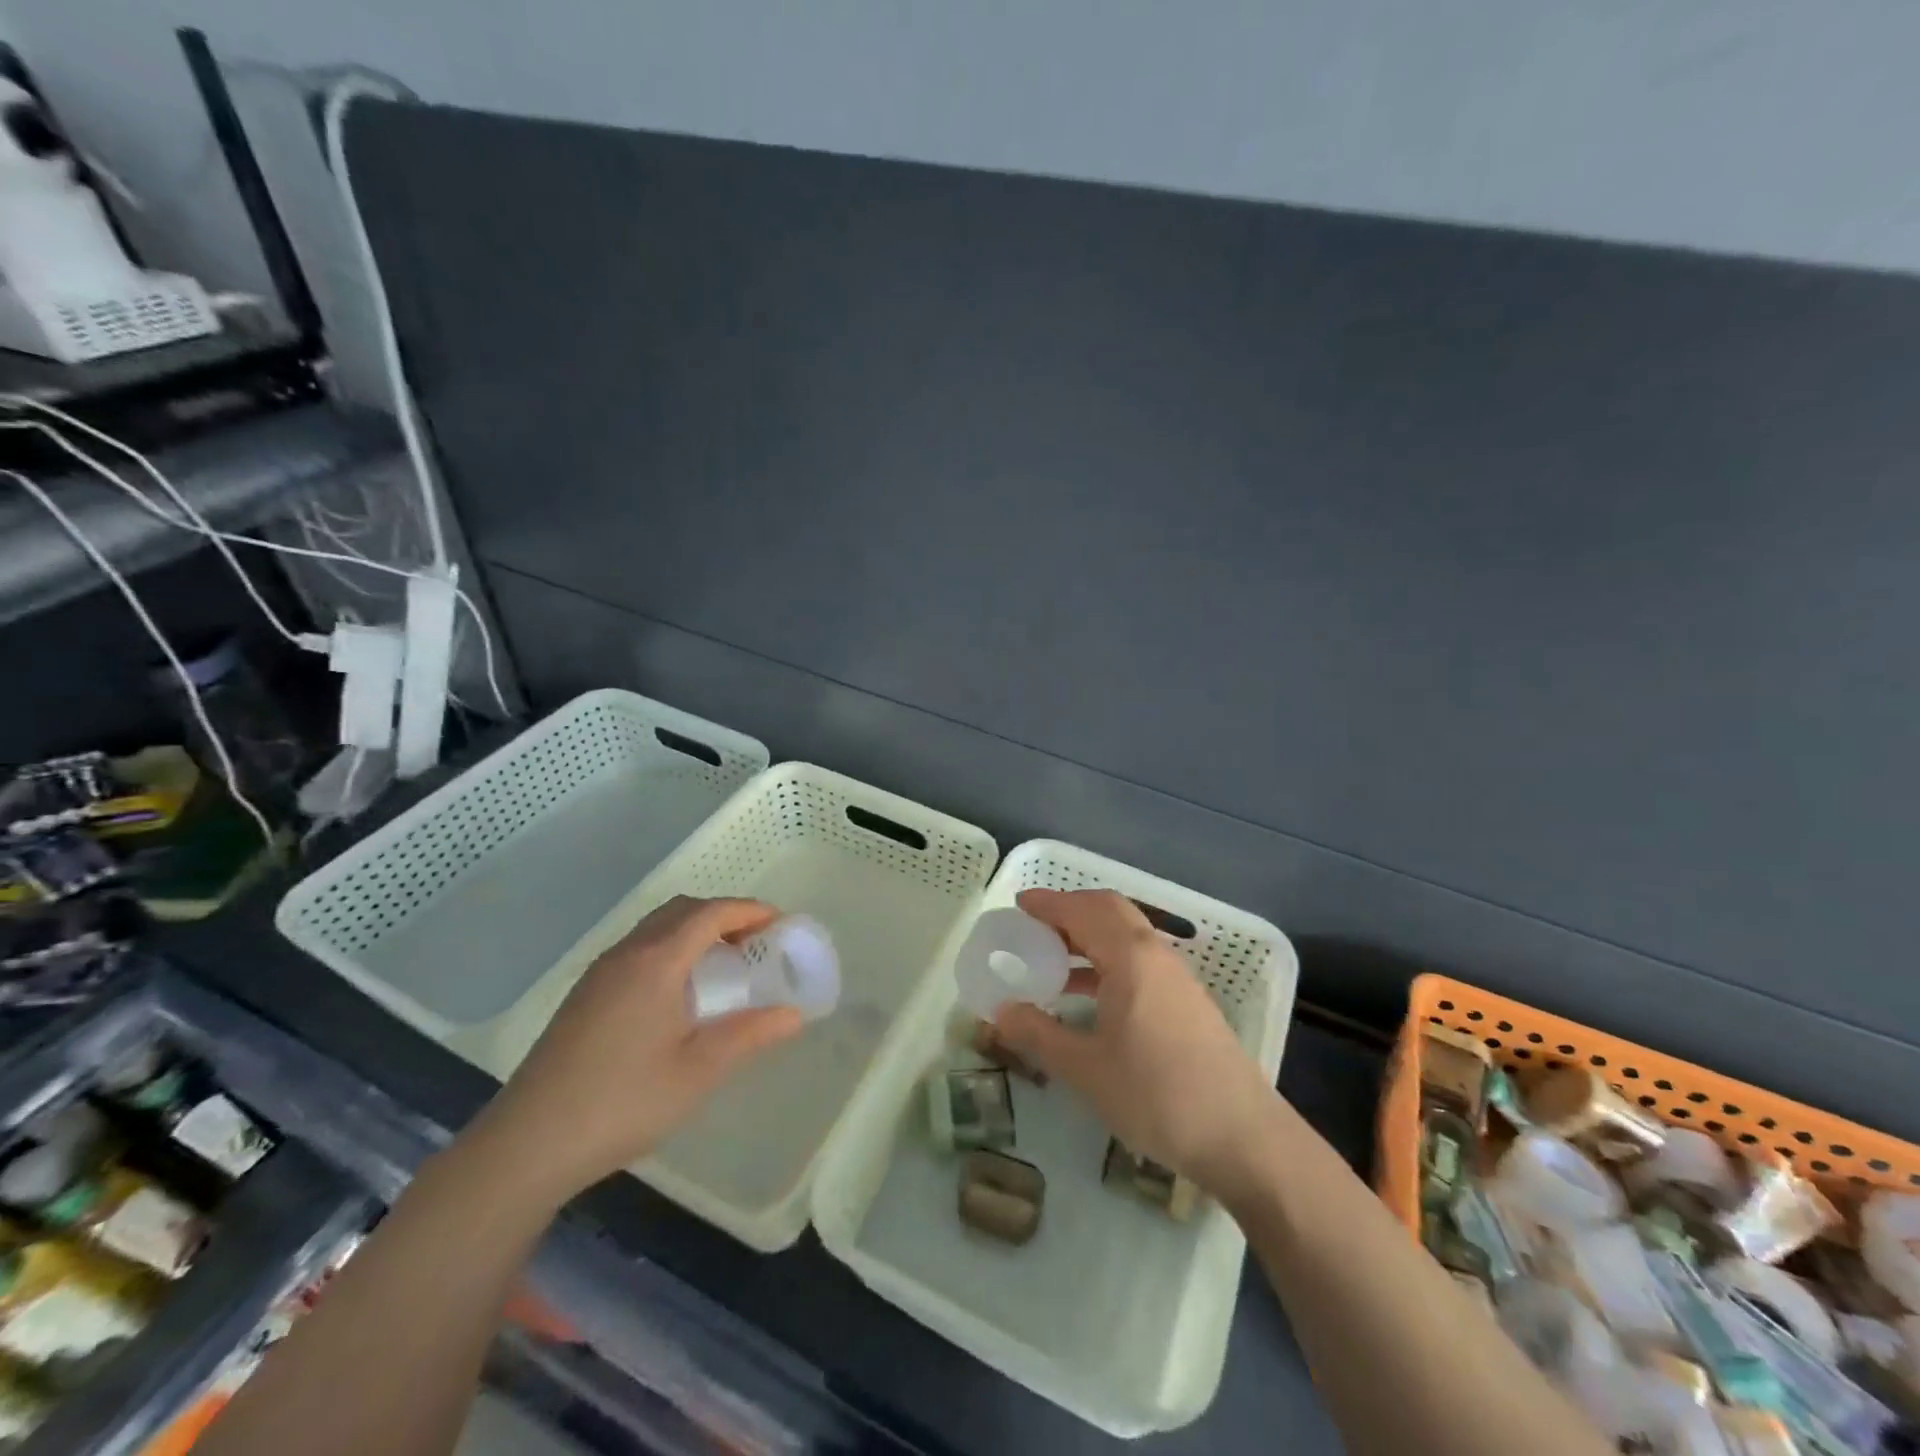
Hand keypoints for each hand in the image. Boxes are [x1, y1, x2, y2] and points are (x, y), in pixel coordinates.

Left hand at [473, 896, 804, 1202]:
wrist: (528, 1144)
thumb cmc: (623, 1101)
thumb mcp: (698, 1071)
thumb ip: (749, 1034)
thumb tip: (794, 1014)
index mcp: (656, 962)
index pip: (710, 913)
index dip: (749, 910)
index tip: (780, 922)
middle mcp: (626, 954)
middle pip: (681, 910)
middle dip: (723, 915)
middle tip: (755, 941)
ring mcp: (599, 974)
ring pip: (656, 928)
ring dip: (694, 931)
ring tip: (723, 964)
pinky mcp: (584, 996)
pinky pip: (638, 949)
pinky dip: (670, 949)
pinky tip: (679, 992)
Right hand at [993, 888, 1281, 1203]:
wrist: (1243, 1137)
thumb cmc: (1157, 1096)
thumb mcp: (1085, 1069)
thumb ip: (1038, 1034)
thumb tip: (1000, 1012)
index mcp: (1130, 957)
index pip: (1083, 910)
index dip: (1049, 903)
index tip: (1018, 905)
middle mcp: (1155, 954)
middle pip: (1109, 911)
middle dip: (1070, 911)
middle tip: (1034, 927)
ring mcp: (1177, 977)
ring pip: (1126, 936)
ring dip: (1089, 937)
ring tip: (1052, 962)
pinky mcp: (1187, 1002)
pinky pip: (1139, 961)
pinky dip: (1108, 960)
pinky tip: (1089, 996)